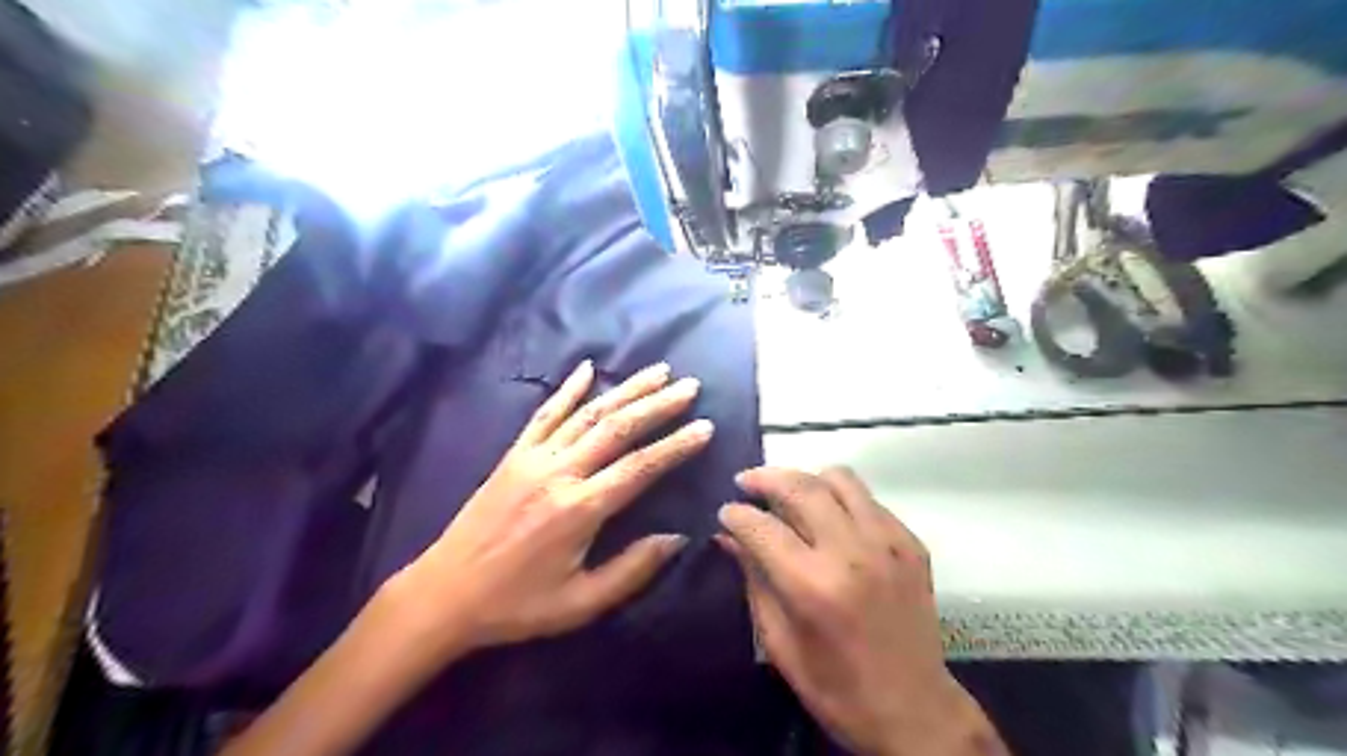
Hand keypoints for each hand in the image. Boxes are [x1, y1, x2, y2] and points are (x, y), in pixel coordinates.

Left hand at [387, 360, 707, 659]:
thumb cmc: (517, 605)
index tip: (705, 426)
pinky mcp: (513, 455)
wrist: (445, 593)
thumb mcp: (581, 604)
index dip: (676, 445)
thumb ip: (632, 569)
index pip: (640, 467)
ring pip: (588, 413)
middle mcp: (559, 473)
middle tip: (689, 386)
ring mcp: (533, 458)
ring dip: (625, 389)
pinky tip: (587, 369)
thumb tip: (678, 537)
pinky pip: (544, 414)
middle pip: (617, 428)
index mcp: (579, 509)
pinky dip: (568, 389)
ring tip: (657, 371)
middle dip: (658, 404)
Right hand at [715, 467, 998, 755]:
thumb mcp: (779, 643)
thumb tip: (728, 537)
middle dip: (765, 478)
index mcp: (813, 586)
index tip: (725, 510)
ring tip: (788, 492)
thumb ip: (753, 580)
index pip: (763, 527)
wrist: (915, 709)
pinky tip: (829, 517)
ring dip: (806, 478)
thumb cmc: (836, 688)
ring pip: (839, 479)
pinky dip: (841, 498)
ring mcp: (888, 543)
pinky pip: (868, 499)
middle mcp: (852, 552)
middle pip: (800, 487)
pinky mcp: (911, 543)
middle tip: (746, 481)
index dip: (736, 514)